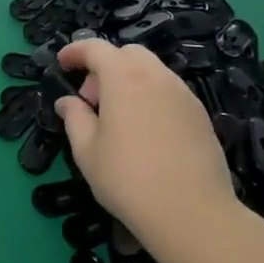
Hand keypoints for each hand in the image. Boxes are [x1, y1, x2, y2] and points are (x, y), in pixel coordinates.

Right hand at [55, 40, 240, 250]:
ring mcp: (183, 94)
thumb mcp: (87, 152)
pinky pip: (169, 91)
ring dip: (129, 81)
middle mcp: (156, 76)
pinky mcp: (201, 115)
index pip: (96, 48)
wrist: (193, 214)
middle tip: (92, 100)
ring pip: (152, 71)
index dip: (75, 51)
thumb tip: (68, 102)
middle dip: (105, 66)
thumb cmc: (129, 180)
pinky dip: (150, 97)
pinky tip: (146, 132)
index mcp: (124, 78)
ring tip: (119, 119)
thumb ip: (74, 118)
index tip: (63, 64)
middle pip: (127, 53)